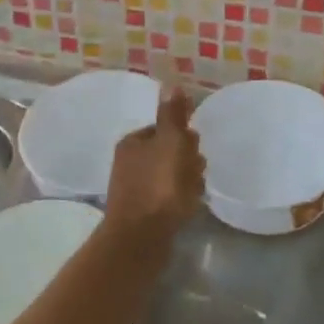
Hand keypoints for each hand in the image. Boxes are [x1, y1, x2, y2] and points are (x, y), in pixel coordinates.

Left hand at [103, 87, 204, 245]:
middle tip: (194, 172)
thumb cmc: (158, 185)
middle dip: (188, 160)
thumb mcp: (170, 142)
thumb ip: (173, 115)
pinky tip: (188, 207)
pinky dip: (181, 199)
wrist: (140, 239)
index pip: (166, 129)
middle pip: (170, 152)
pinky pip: (169, 198)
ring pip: (172, 175)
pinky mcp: (143, 213)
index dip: (184, 137)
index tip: (193, 149)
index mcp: (132, 142)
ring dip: (188, 180)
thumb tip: (172, 84)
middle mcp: (129, 162)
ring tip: (192, 193)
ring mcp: (135, 189)